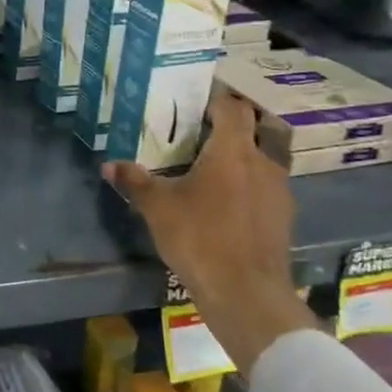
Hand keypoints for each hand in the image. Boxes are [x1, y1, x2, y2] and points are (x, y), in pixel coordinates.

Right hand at [103, 91, 314, 375]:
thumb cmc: (199, 237)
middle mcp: (262, 162)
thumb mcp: (157, 207)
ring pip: (261, 160)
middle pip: (253, 130)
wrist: (246, 293)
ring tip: (211, 168)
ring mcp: (278, 191)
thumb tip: (108, 165)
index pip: (232, 107)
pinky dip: (248, 186)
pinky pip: (264, 188)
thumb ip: (135, 181)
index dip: (216, 98)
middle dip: (229, 127)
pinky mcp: (283, 218)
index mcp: (232, 151)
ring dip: (241, 158)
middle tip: (199, 133)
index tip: (196, 99)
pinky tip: (226, 203)